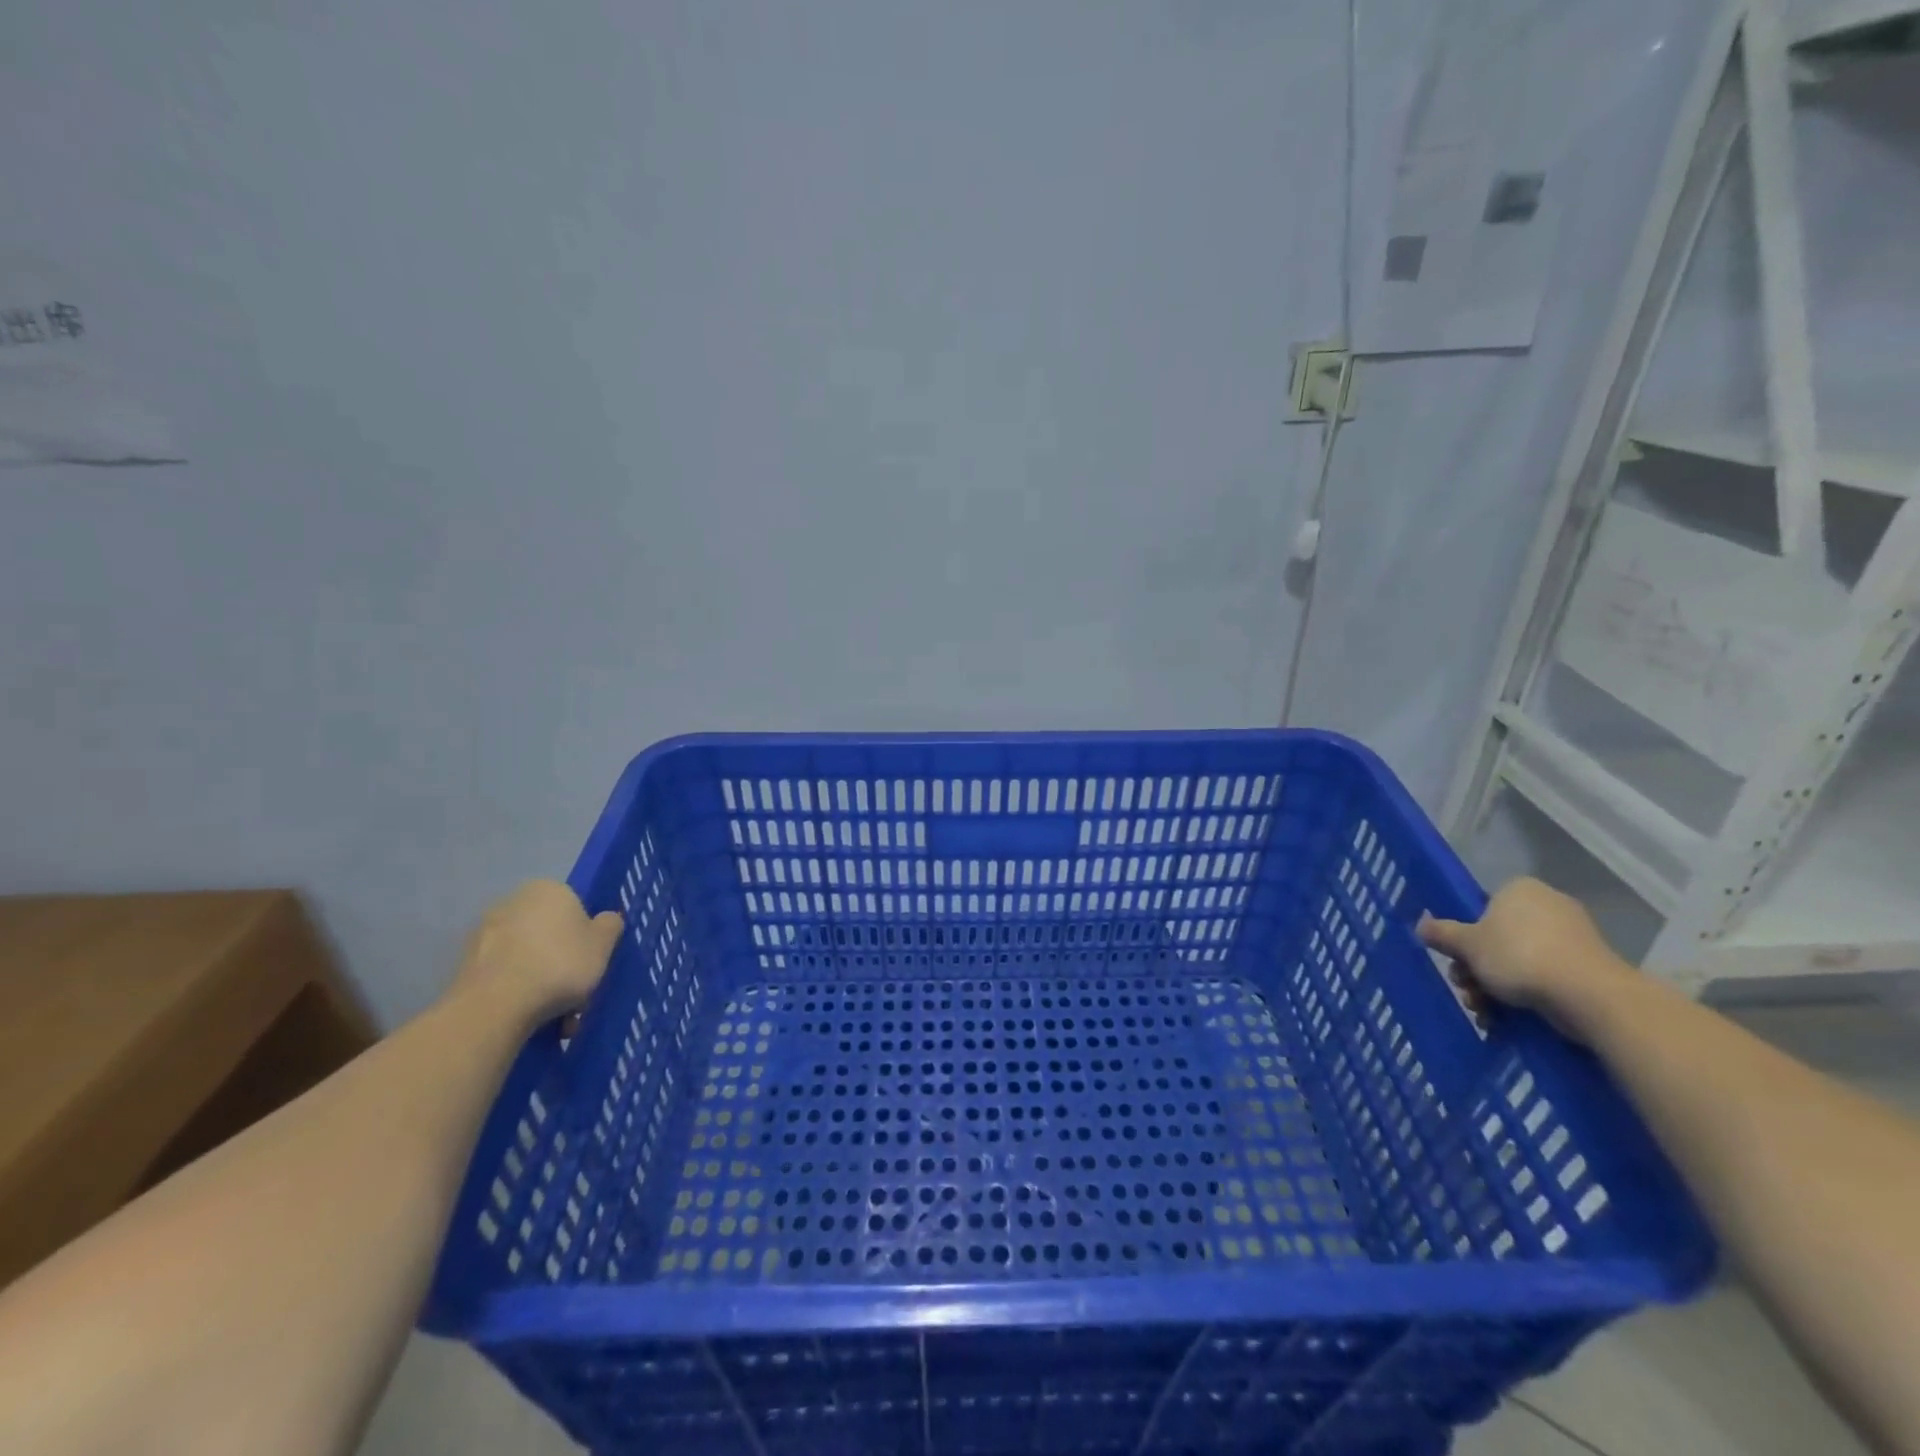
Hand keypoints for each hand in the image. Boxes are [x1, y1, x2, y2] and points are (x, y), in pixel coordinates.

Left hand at [449, 880, 622, 1029]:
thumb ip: (610, 926)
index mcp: (548, 889)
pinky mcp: (466, 966)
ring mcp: (484, 934)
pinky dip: (520, 994)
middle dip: (564, 964)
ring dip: (544, 984)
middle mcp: (512, 903)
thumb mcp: (603, 945)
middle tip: (578, 996)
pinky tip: (532, 1020)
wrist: (495, 1006)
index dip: (586, 937)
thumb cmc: (559, 964)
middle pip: (550, 934)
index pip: (575, 908)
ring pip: (528, 958)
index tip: (592, 964)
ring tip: (557, 1019)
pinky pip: (506, 977)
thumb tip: (605, 920)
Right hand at [1418, 877, 1635, 1037]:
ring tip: (1485, 1012)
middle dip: (1477, 969)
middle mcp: (1548, 906)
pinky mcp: (1589, 967)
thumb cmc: (1519, 956)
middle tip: (1467, 990)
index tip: (1458, 960)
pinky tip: (1507, 1020)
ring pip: (1519, 961)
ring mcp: (1573, 937)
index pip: (1483, 908)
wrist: (1588, 995)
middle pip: (1498, 938)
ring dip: (1494, 988)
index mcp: (1520, 889)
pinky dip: (1525, 996)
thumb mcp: (1467, 945)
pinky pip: (1545, 977)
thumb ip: (1442, 933)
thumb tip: (1421, 925)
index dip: (1465, 936)